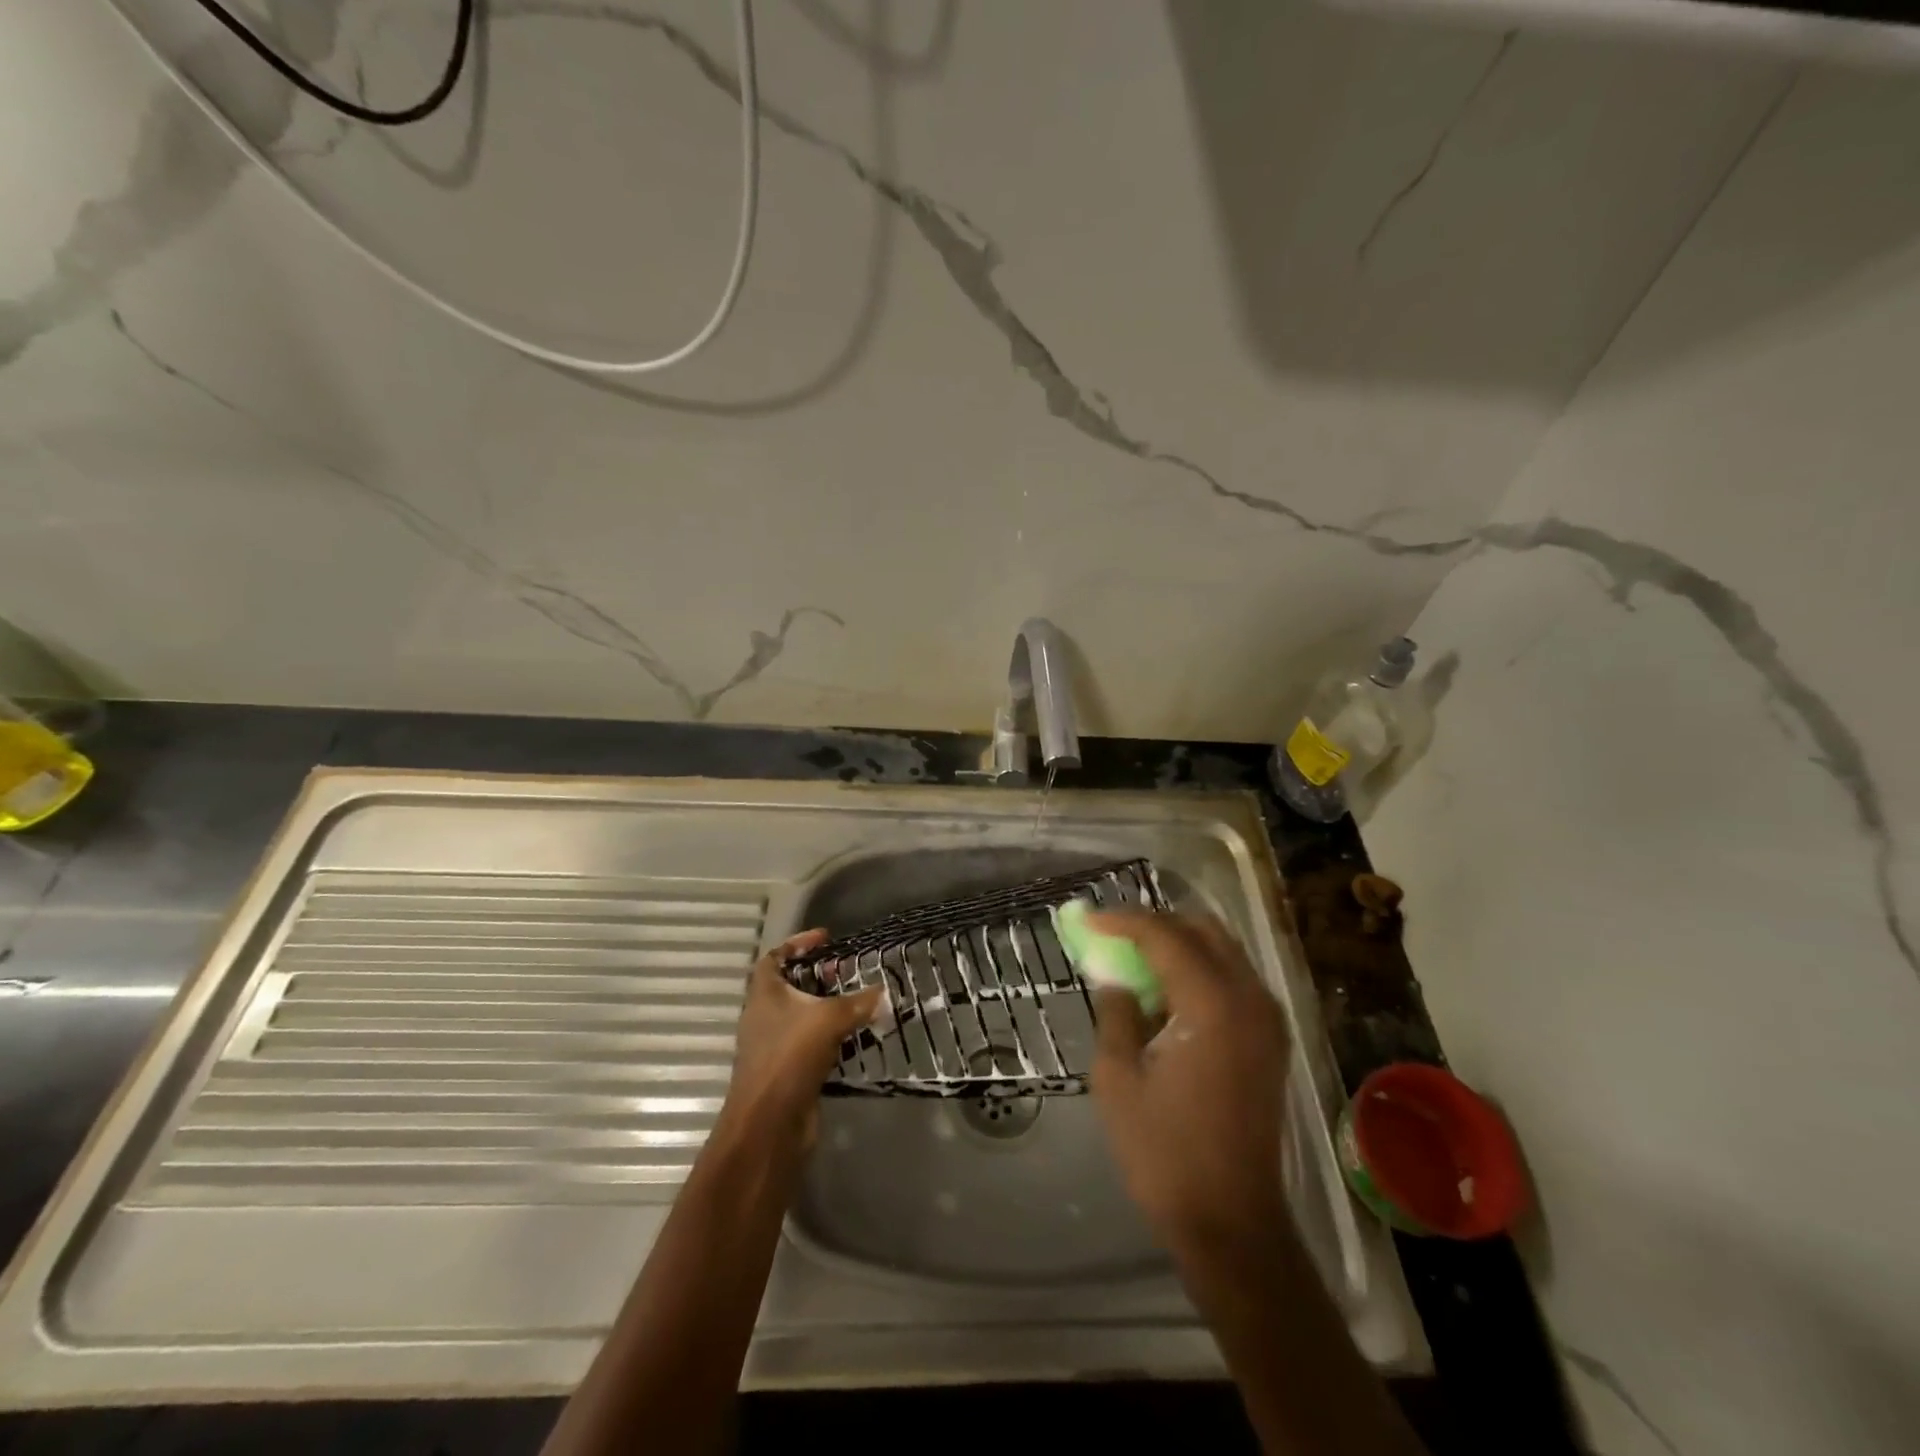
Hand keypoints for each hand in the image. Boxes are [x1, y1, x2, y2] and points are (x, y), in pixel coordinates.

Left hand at [722, 930, 883, 1143]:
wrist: (769, 1124)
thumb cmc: (789, 1058)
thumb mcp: (828, 1020)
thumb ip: (858, 1003)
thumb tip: (883, 992)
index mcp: (764, 994)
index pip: (774, 957)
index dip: (797, 943)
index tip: (825, 938)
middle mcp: (764, 1016)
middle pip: (790, 986)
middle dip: (818, 976)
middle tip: (846, 972)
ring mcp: (774, 1045)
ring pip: (802, 1016)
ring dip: (826, 1007)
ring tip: (857, 1000)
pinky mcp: (788, 1071)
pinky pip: (811, 1043)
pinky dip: (831, 1036)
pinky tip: (855, 1036)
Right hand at [1088, 911, 1291, 1251]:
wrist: (1231, 1222)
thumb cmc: (1164, 1153)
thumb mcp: (1117, 1077)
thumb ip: (1116, 1012)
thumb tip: (1115, 978)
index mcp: (1211, 1004)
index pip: (1164, 934)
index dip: (1121, 920)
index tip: (1086, 919)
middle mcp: (1250, 998)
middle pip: (1202, 930)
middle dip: (1155, 924)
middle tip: (1113, 936)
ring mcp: (1268, 1019)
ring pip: (1222, 950)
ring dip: (1179, 944)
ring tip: (1135, 960)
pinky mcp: (1271, 1040)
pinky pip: (1234, 979)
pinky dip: (1200, 969)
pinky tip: (1167, 994)